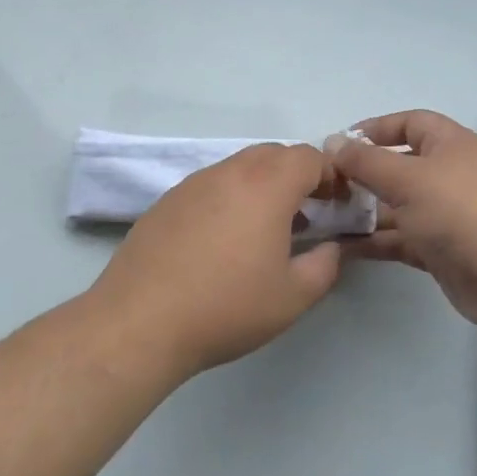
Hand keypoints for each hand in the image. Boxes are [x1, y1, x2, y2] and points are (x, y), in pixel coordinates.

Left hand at [89, 143, 342, 378]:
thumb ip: (325, 265)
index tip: (336, 204)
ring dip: (262, 186)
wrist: (140, 321)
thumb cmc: (226, 307)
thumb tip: (331, 247)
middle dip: (297, 176)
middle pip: (273, 154)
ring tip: (265, 230)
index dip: (330, 175)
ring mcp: (193, 183)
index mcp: (266, 185)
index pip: (308, 156)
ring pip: (239, 167)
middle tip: (307, 214)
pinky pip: (211, 185)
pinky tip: (223, 241)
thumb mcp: (292, 297)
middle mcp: (229, 172)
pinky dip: (230, 198)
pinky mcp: (167, 201)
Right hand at [331, 110, 476, 331]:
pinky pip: (400, 238)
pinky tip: (341, 248)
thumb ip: (366, 161)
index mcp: (449, 144)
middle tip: (323, 186)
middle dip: (361, 174)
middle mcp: (448, 174)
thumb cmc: (462, 212)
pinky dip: (374, 241)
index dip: (375, 128)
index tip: (339, 143)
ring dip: (363, 211)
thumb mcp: (408, 179)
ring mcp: (446, 214)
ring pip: (396, 205)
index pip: (409, 123)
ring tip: (322, 220)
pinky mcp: (441, 250)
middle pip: (398, 165)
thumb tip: (333, 140)